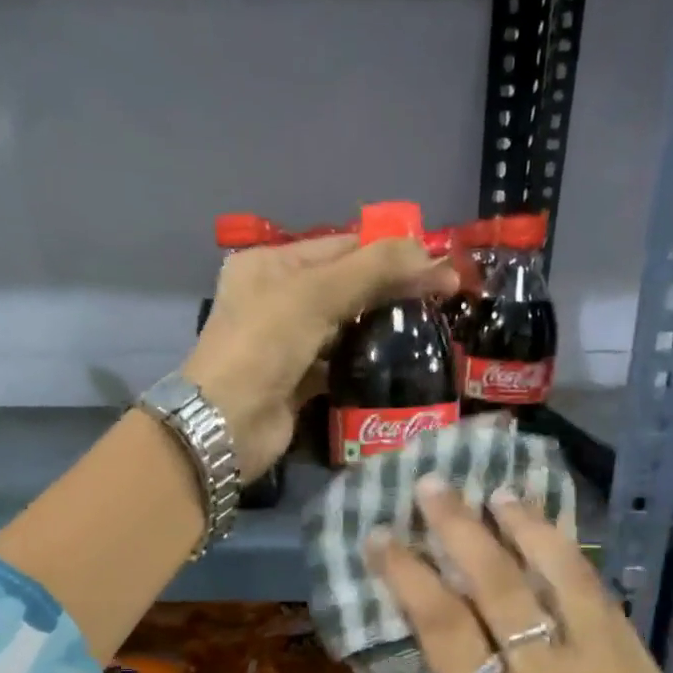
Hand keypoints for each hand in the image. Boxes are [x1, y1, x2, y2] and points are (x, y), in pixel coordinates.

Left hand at [183, 235, 456, 480]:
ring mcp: (286, 344)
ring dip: (382, 328)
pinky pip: (339, 364)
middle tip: (446, 297)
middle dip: (392, 289)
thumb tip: (431, 254)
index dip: (391, 252)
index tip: (440, 263)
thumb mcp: (315, 295)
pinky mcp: (298, 383)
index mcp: (271, 265)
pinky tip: (401, 362)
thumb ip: (373, 270)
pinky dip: (365, 363)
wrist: (227, 425)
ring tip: (431, 328)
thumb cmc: (263, 346)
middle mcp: (276, 299)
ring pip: (345, 327)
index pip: (342, 247)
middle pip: (346, 286)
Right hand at [369, 477, 672, 672]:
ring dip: (524, 527)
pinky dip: (568, 560)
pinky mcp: (640, 670)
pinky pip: (598, 601)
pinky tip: (545, 533)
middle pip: (496, 587)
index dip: (406, 572)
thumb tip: (410, 644)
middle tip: (433, 486)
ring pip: (559, 579)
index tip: (381, 534)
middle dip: (458, 528)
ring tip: (496, 492)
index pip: (440, 626)